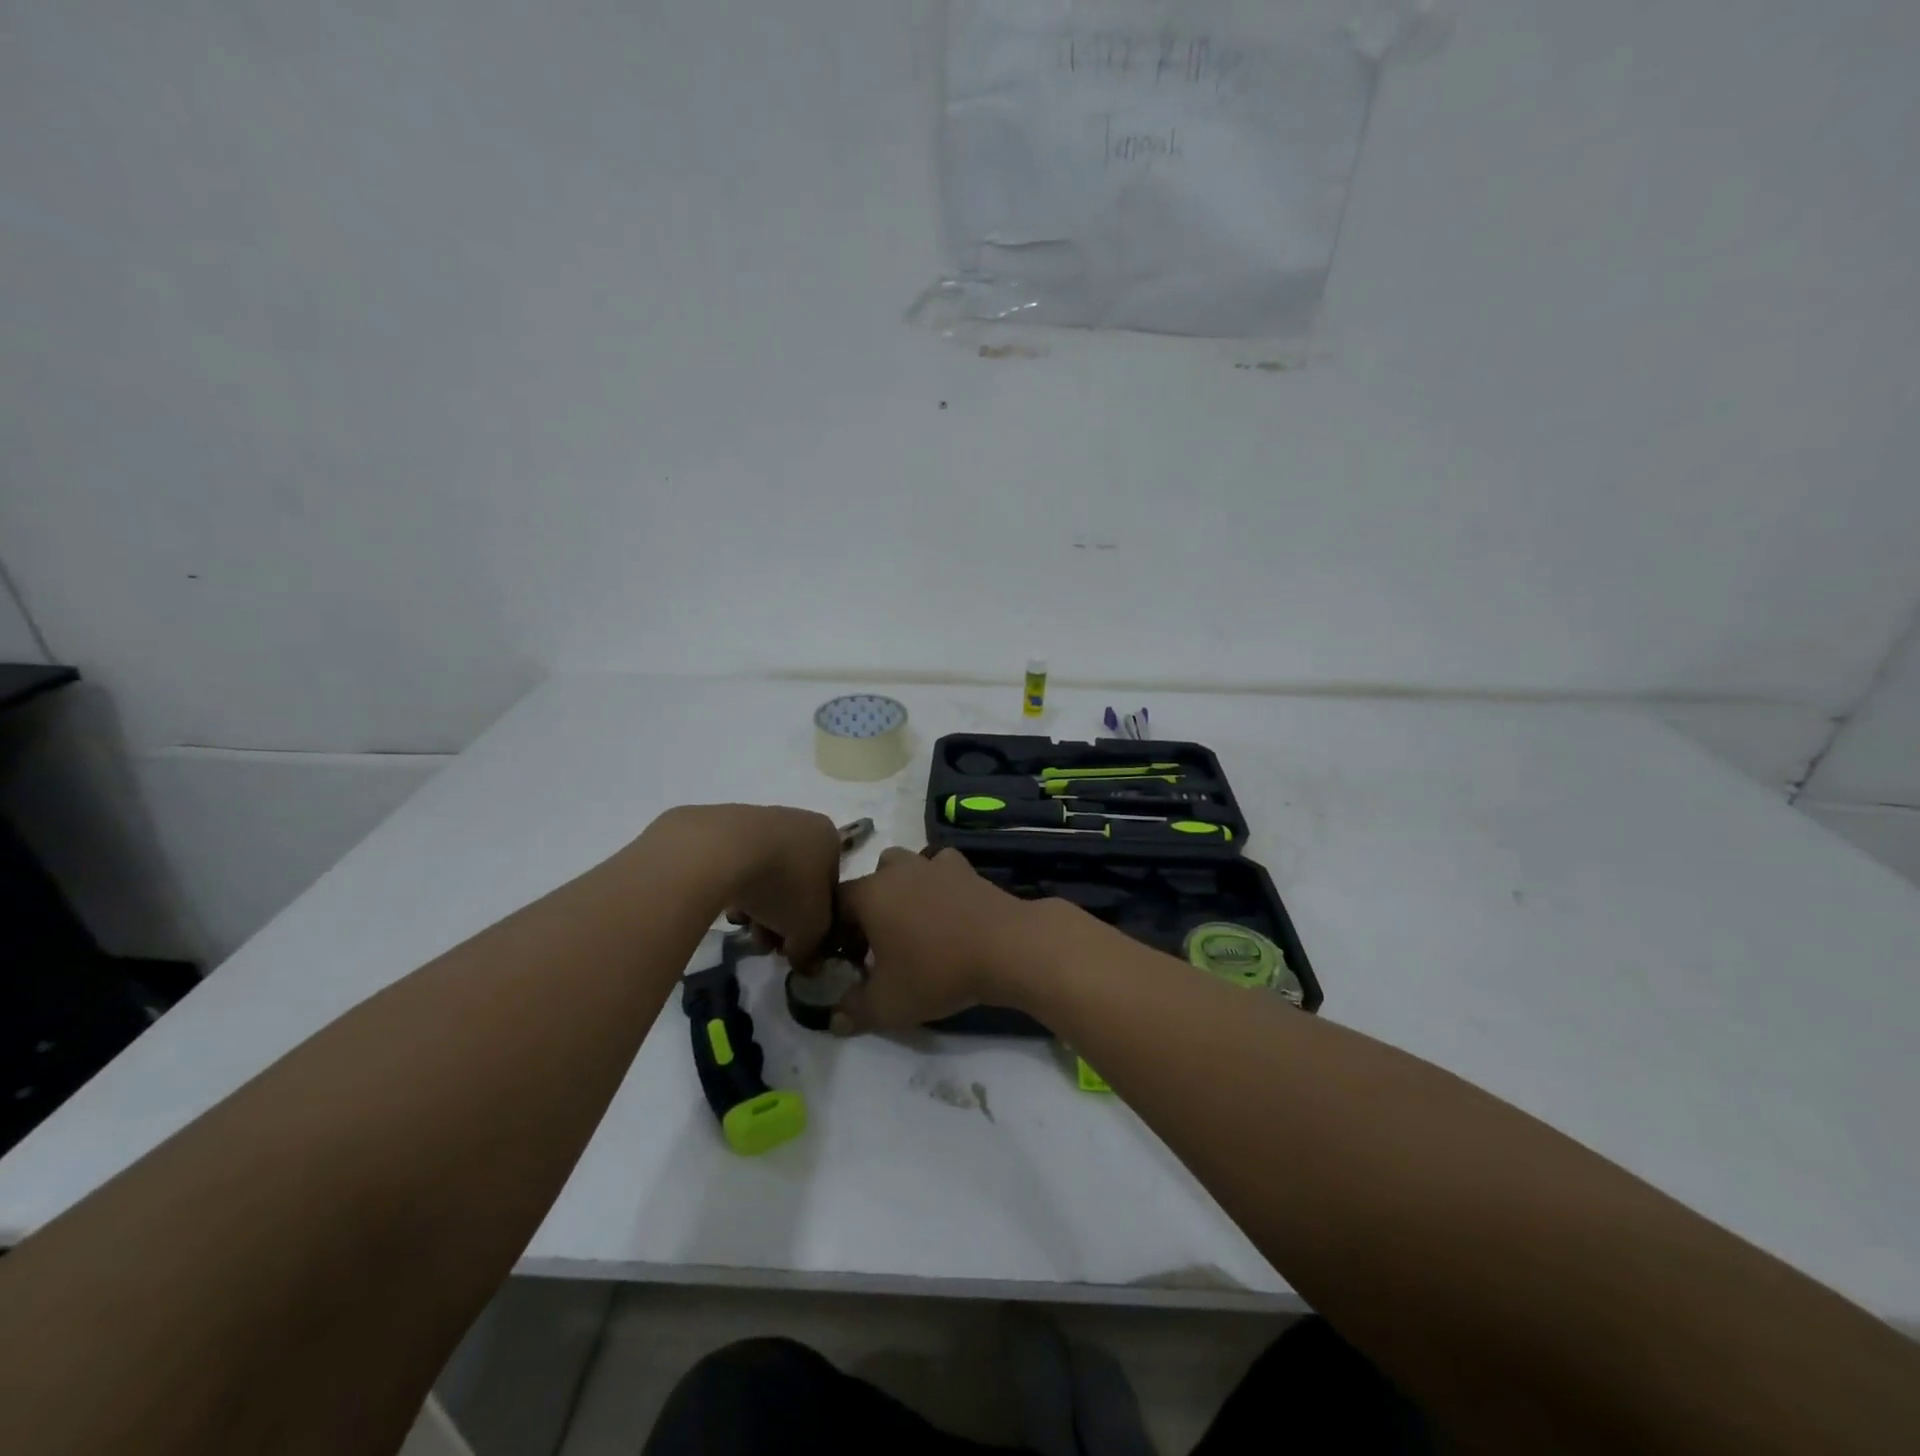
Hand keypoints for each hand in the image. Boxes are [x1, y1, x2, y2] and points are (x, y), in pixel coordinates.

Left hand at [649, 804, 841, 963]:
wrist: (722, 850)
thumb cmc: (784, 884)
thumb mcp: (811, 928)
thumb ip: (813, 947)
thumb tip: (804, 959)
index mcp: (829, 838)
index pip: (829, 887)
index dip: (814, 922)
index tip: (794, 943)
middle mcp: (800, 822)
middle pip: (796, 882)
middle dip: (781, 918)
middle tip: (766, 942)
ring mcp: (762, 820)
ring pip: (767, 875)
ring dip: (758, 907)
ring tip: (742, 926)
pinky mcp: (725, 827)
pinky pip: (738, 865)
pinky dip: (736, 887)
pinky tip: (725, 906)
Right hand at [830, 847, 1043, 1033]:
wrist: (1005, 946)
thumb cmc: (937, 971)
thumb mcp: (888, 1004)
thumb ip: (854, 1011)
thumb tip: (834, 1019)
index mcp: (869, 894)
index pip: (836, 903)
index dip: (835, 930)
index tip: (846, 957)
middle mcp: (897, 870)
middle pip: (871, 879)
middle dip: (869, 906)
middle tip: (879, 942)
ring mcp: (933, 864)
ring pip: (905, 865)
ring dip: (902, 887)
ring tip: (913, 921)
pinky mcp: (965, 867)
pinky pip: (940, 867)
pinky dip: (938, 881)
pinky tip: (947, 905)